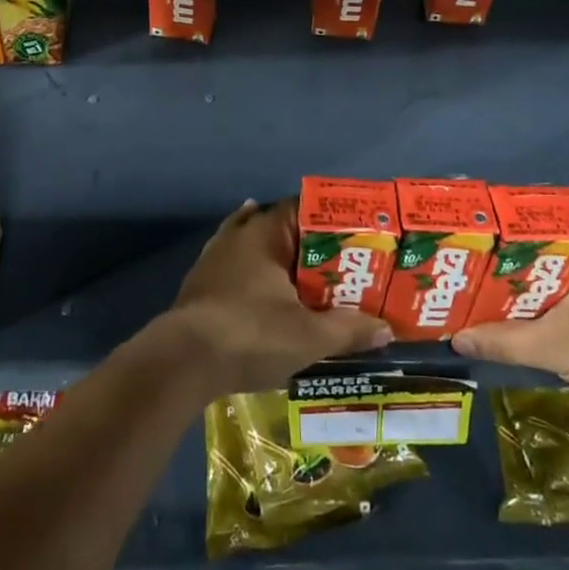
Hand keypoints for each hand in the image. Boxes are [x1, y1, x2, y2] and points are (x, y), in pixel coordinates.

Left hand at [159, 199, 391, 395]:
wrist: (182, 361)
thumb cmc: (250, 335)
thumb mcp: (308, 336)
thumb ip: (348, 328)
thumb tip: (386, 328)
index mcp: (265, 233)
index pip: (303, 208)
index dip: (330, 219)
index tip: (356, 234)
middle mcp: (239, 235)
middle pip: (280, 226)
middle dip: (308, 241)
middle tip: (340, 260)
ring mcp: (214, 257)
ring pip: (254, 244)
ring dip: (278, 255)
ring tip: (307, 270)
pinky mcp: (201, 283)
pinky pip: (236, 266)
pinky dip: (254, 272)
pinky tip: (262, 283)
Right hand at [451, 236, 568, 409]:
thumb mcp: (551, 346)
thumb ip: (502, 341)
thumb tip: (456, 339)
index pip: (533, 225)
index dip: (499, 235)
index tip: (471, 246)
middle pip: (543, 251)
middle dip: (509, 264)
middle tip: (473, 272)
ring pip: (558, 273)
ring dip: (530, 285)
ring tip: (490, 293)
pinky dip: (550, 300)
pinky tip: (528, 315)